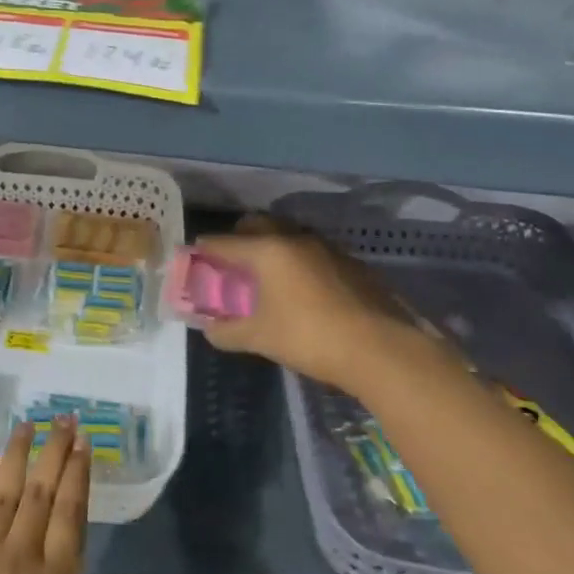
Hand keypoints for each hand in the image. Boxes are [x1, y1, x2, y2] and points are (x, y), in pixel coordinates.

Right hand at [192, 215, 435, 388]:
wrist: (381, 349)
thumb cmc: (309, 337)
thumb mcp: (259, 338)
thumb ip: (227, 331)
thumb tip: (209, 329)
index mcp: (267, 250)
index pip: (222, 242)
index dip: (202, 251)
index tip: (192, 259)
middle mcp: (295, 239)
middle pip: (256, 225)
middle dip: (237, 239)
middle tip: (228, 264)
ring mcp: (327, 248)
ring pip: (287, 235)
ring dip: (270, 247)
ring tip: (264, 276)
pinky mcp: (350, 263)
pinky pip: (311, 252)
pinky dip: (296, 261)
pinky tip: (299, 289)